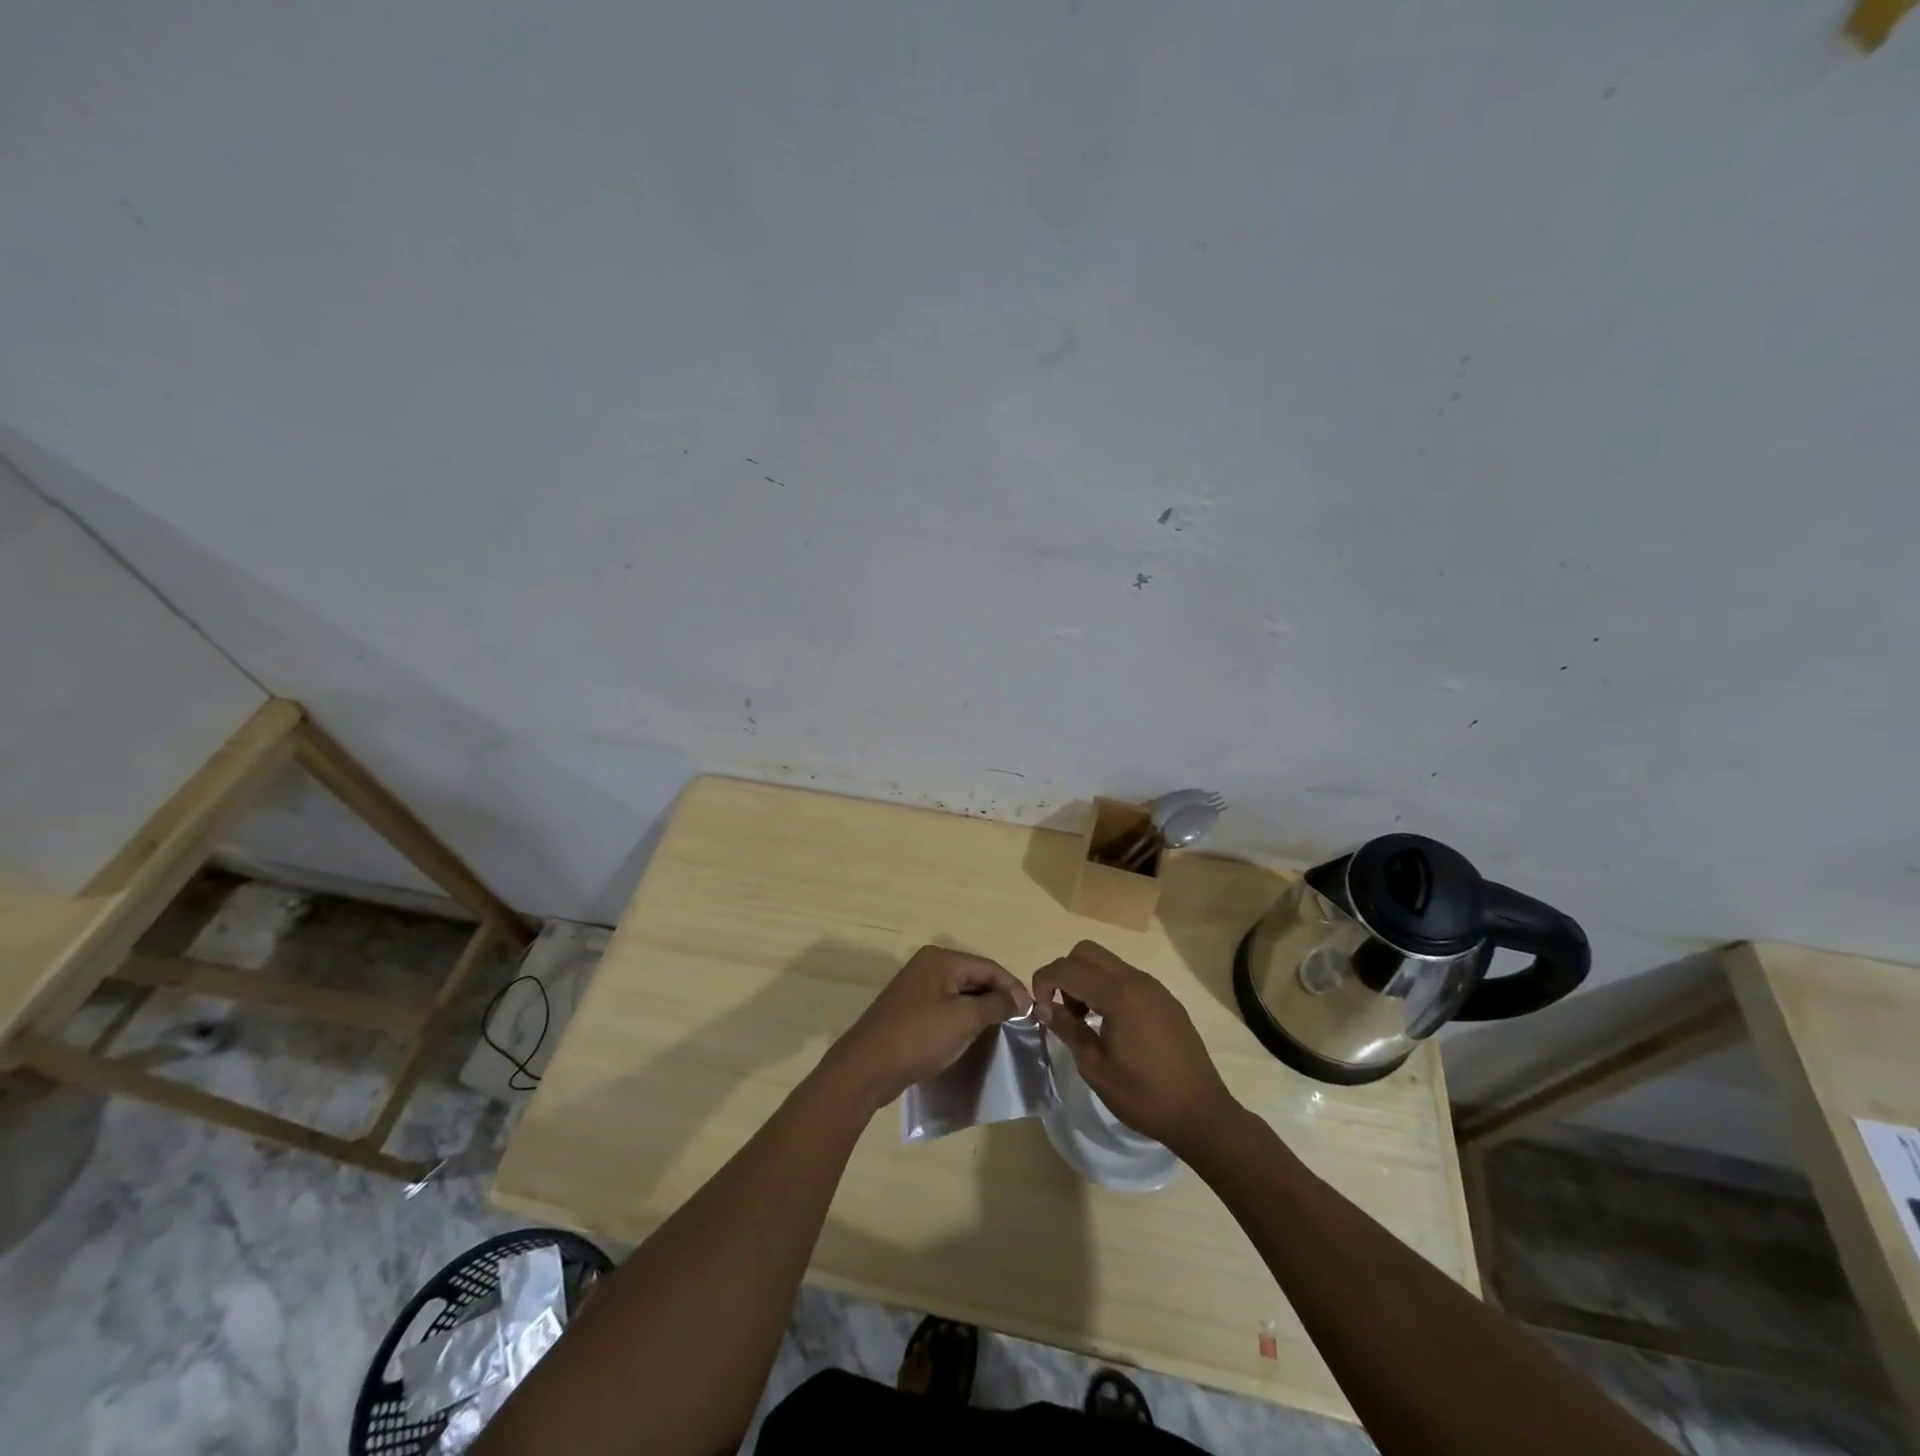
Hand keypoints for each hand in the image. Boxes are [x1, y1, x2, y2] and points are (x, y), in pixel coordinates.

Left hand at [823, 946, 1031, 1112]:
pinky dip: (962, 1018)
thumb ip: (995, 1004)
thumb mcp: (964, 1020)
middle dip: (998, 997)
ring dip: (981, 1009)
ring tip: (1002, 1030)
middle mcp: (928, 965)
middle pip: (974, 977)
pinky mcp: (910, 1009)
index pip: (988, 966)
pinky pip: (946, 1006)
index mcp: (940, 959)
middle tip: (1020, 1023)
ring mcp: (916, 987)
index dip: (1013, 987)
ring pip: (960, 993)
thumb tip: (1019, 998)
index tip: (1033, 1011)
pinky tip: (973, 1035)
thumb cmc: (919, 1037)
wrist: (867, 1067)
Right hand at [1032, 940, 1235, 1153]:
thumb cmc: (1144, 1095)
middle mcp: (1136, 980)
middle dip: (1066, 974)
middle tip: (1064, 1010)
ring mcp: (1154, 987)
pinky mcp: (1165, 999)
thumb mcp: (1095, 1067)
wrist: (1201, 1113)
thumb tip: (1044, 1007)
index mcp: (1117, 994)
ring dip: (1087, 980)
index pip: (1067, 968)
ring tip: (1086, 1020)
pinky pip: (1127, 978)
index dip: (1044, 981)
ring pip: (1108, 963)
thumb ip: (1068, 1029)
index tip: (1040, 1009)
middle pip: (1087, 952)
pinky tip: (1112, 1025)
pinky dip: (1108, 988)